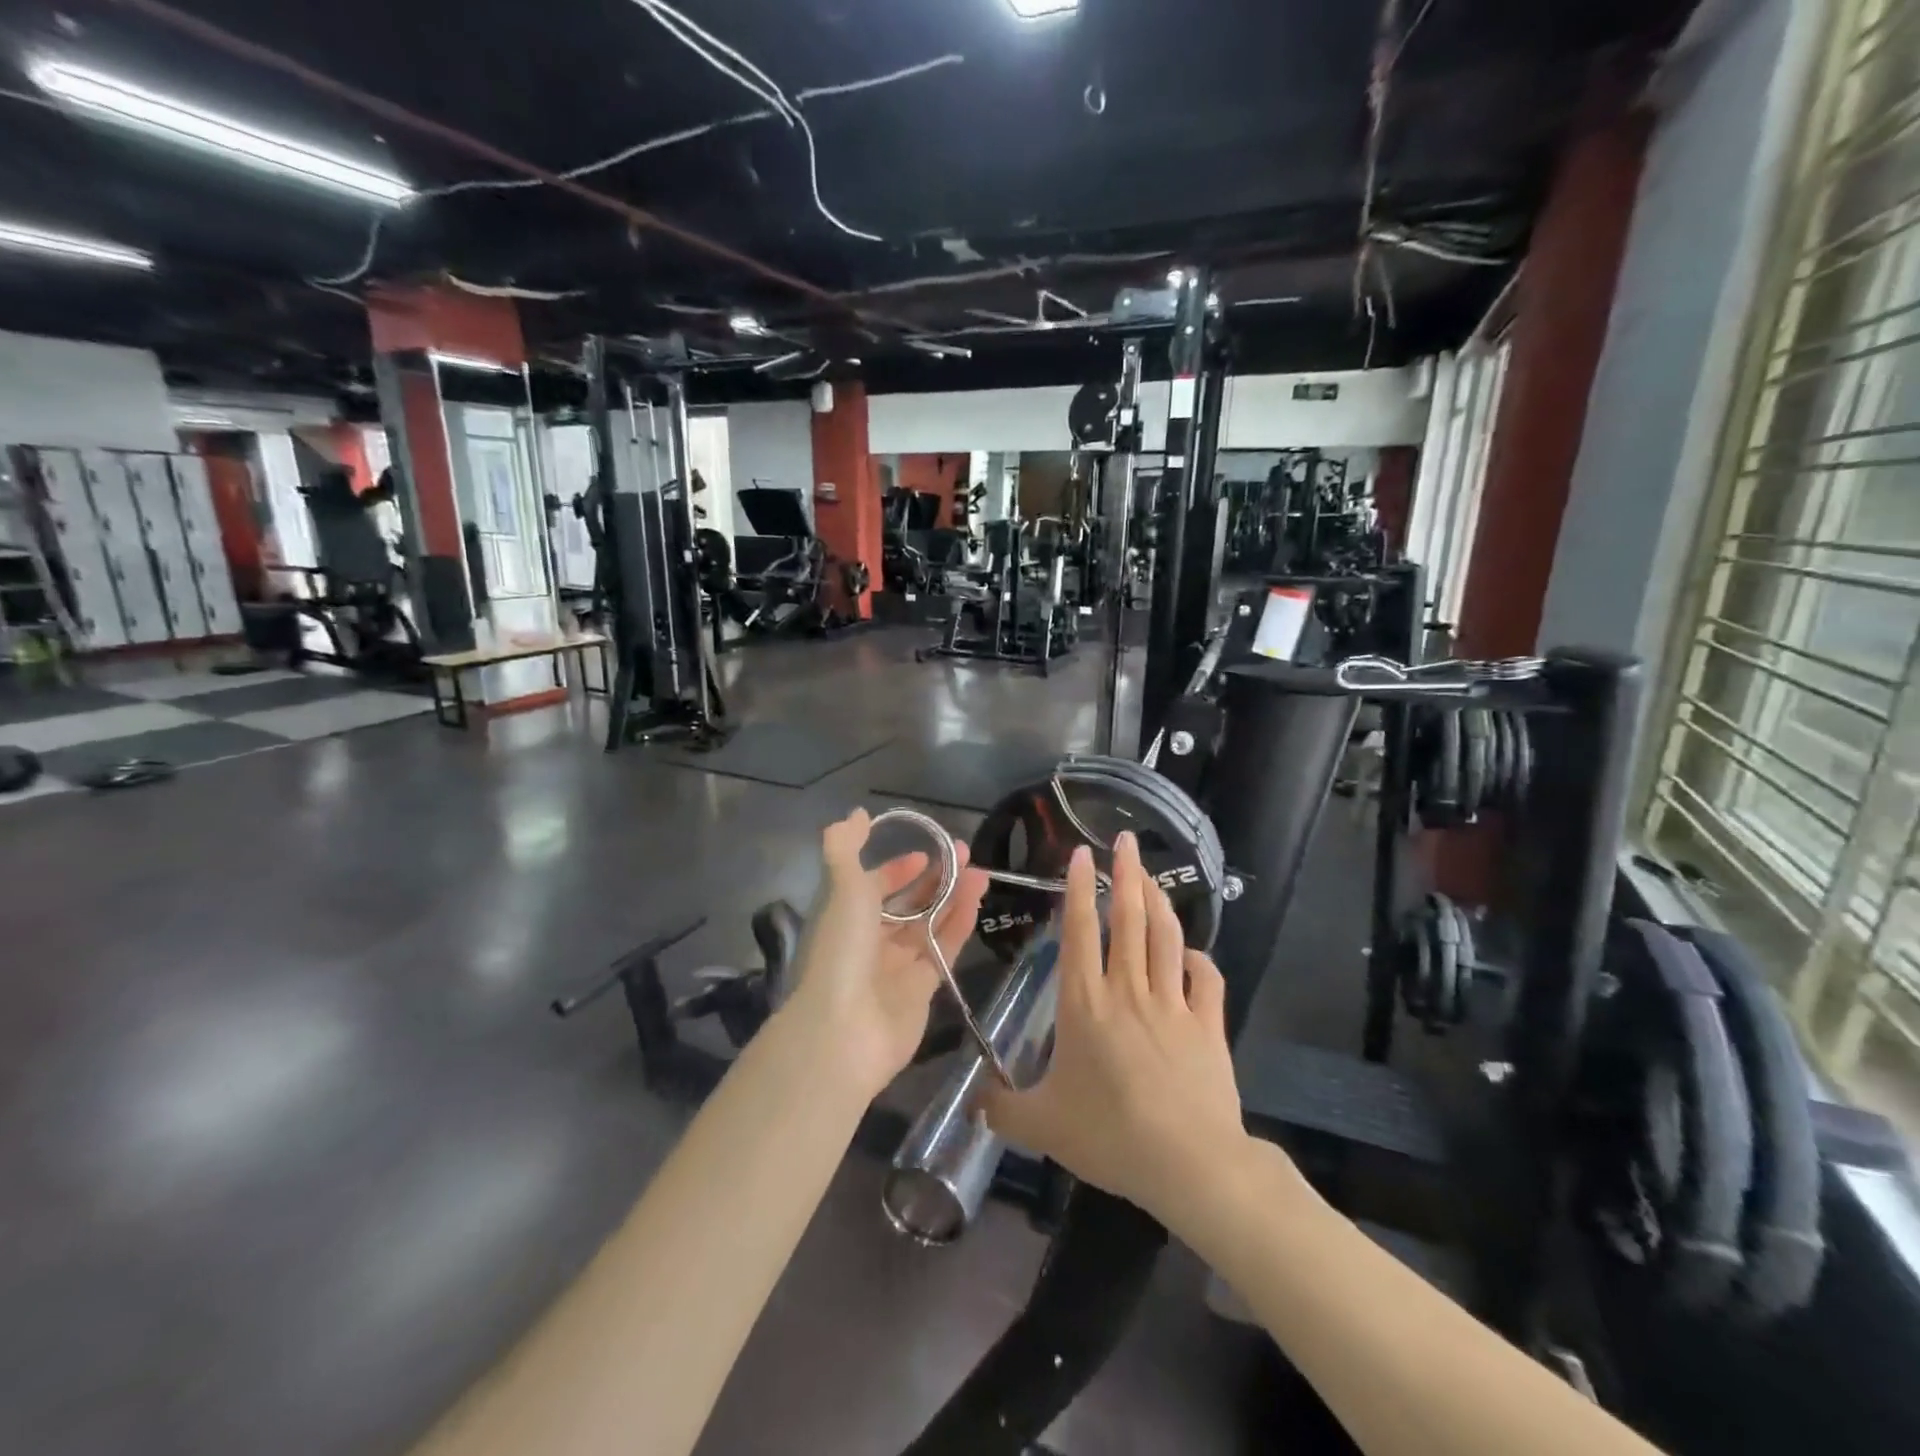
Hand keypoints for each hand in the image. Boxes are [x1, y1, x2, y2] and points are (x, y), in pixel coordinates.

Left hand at [784, 808, 988, 1100]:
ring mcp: (897, 967)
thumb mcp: (841, 887)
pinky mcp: (923, 989)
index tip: (923, 855)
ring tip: (981, 872)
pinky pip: (944, 949)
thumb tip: (856, 813)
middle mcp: (870, 941)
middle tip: (964, 854)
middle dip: (934, 879)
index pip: (873, 887)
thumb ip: (845, 847)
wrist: (846, 1029)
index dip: (897, 870)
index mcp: (846, 918)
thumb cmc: (842, 949)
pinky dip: (959, 924)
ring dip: (954, 897)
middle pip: (907, 905)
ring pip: (930, 924)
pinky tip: (977, 900)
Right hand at [979, 832, 1249, 1223]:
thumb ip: (1003, 1109)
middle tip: (1126, 840)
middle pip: (1129, 919)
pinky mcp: (1207, 1024)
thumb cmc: (1109, 1134)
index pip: (1081, 931)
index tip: (1081, 853)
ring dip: (1158, 902)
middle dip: (1126, 874)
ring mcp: (1172, 1003)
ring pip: (1165, 938)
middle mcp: (1128, 990)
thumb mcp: (1042, 1126)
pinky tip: (1193, 952)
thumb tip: (973, 1101)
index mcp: (1086, 1002)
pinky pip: (1207, 979)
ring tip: (1151, 876)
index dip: (1079, 888)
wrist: (1190, 1163)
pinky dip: (1200, 959)